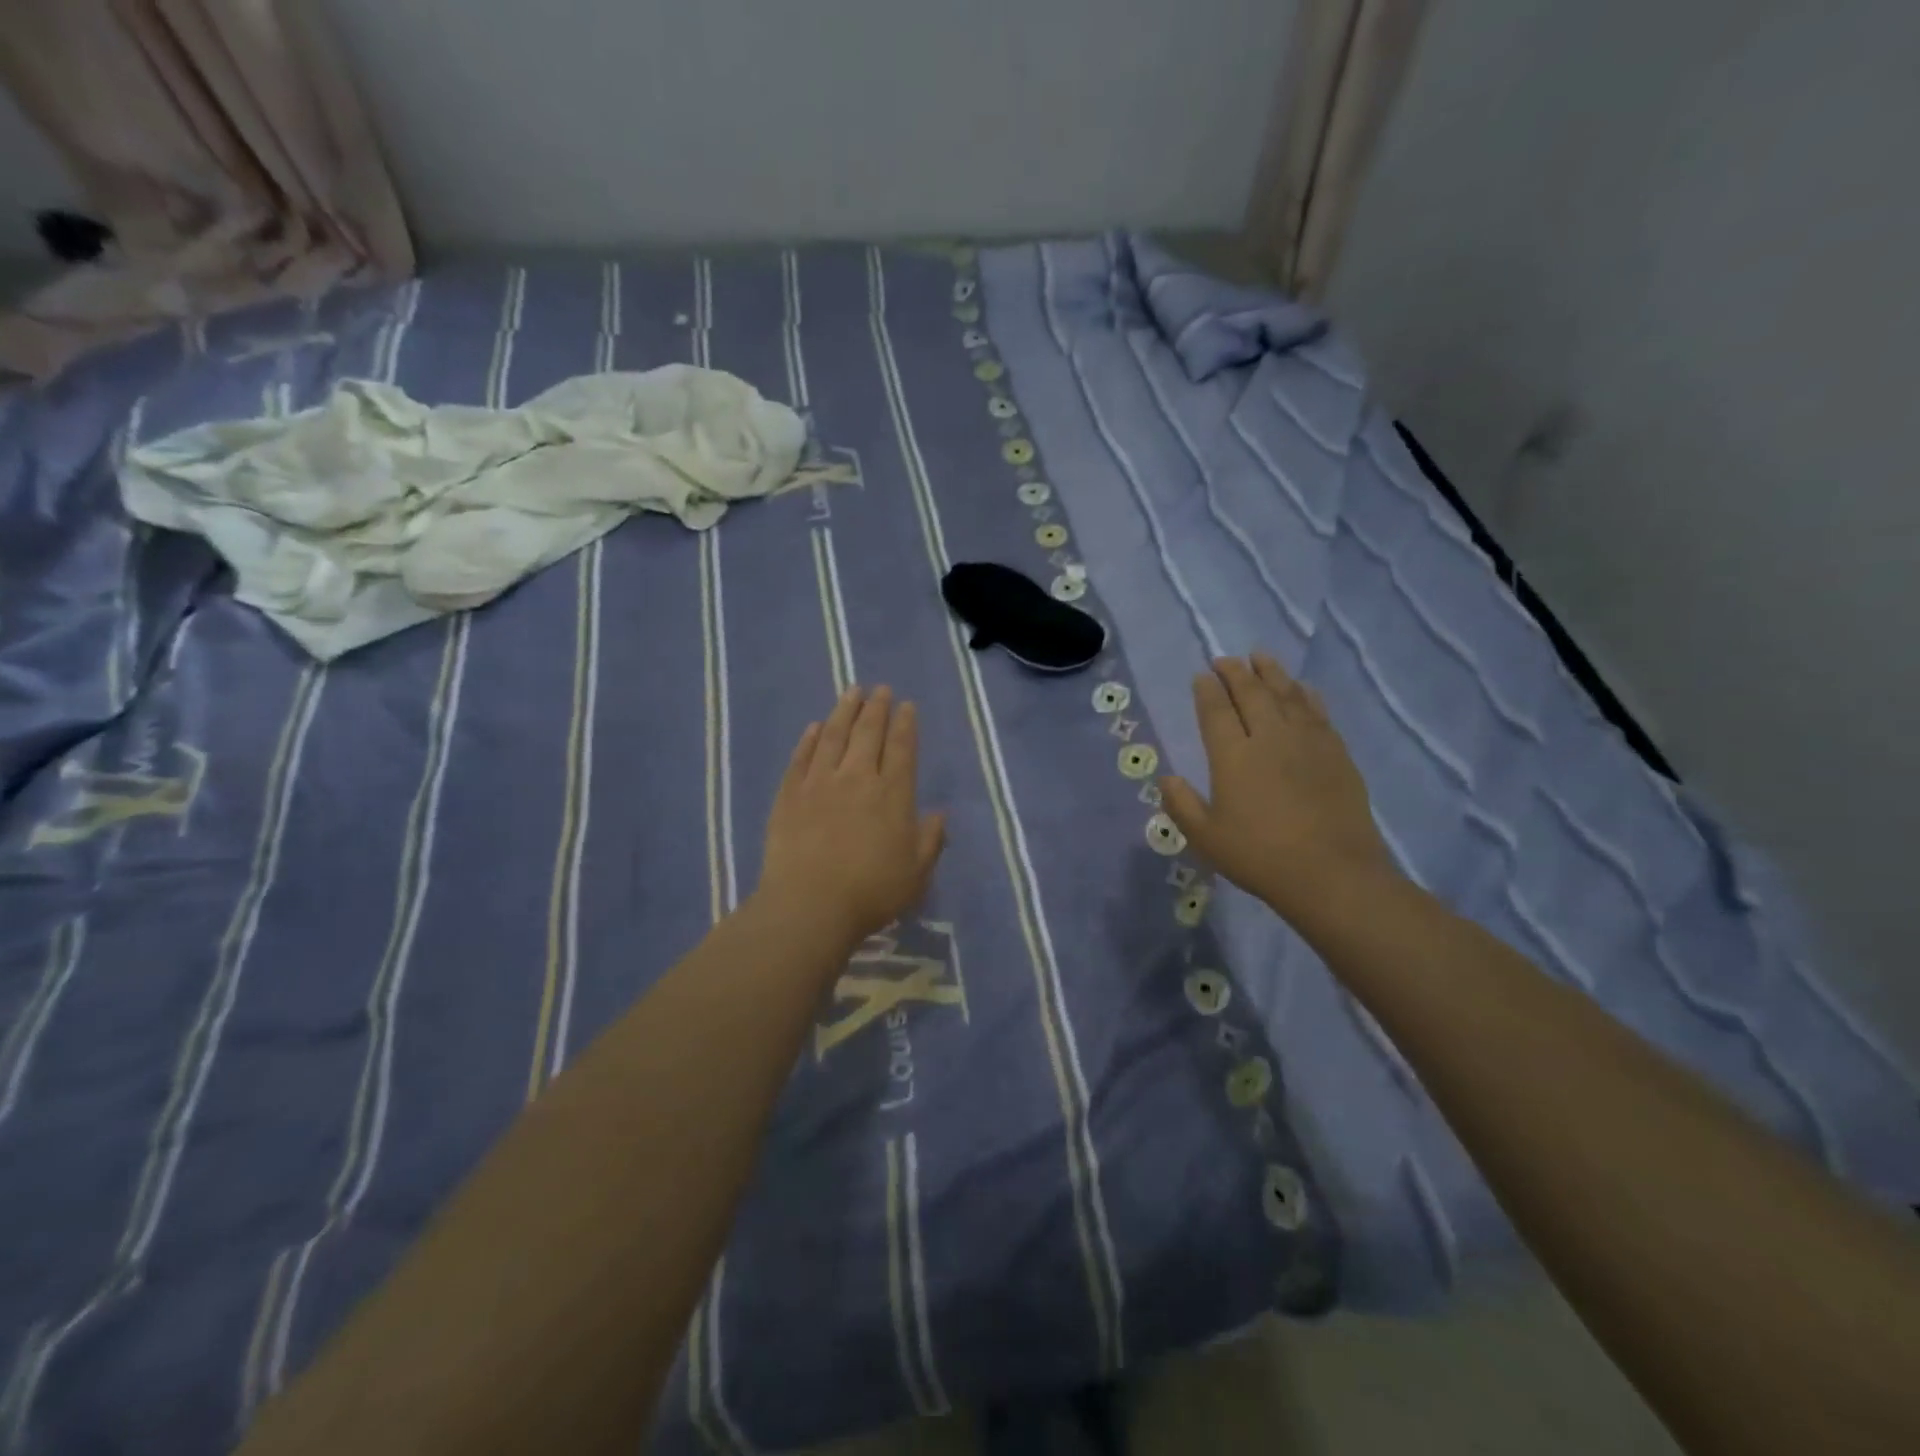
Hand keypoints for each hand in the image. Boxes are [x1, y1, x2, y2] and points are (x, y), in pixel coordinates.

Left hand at [757, 686, 946, 952]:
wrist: (809, 905)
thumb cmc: (871, 892)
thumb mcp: (916, 873)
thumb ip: (930, 840)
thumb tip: (938, 814)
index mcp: (892, 794)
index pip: (901, 748)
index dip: (905, 724)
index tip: (906, 705)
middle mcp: (857, 778)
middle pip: (868, 733)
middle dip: (877, 708)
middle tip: (880, 689)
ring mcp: (819, 783)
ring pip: (833, 736)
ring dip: (844, 711)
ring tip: (851, 692)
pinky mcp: (789, 794)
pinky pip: (801, 757)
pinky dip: (810, 739)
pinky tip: (815, 727)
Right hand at [1161, 654, 1398, 923]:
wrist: (1333, 873)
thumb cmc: (1260, 857)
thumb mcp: (1207, 838)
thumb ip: (1181, 806)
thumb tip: (1167, 779)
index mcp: (1232, 756)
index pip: (1216, 711)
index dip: (1206, 690)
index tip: (1201, 676)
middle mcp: (1269, 738)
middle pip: (1251, 693)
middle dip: (1235, 673)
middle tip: (1225, 659)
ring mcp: (1307, 741)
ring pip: (1286, 694)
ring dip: (1270, 672)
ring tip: (1260, 657)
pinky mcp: (1336, 752)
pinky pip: (1317, 711)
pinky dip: (1305, 694)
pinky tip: (1301, 688)